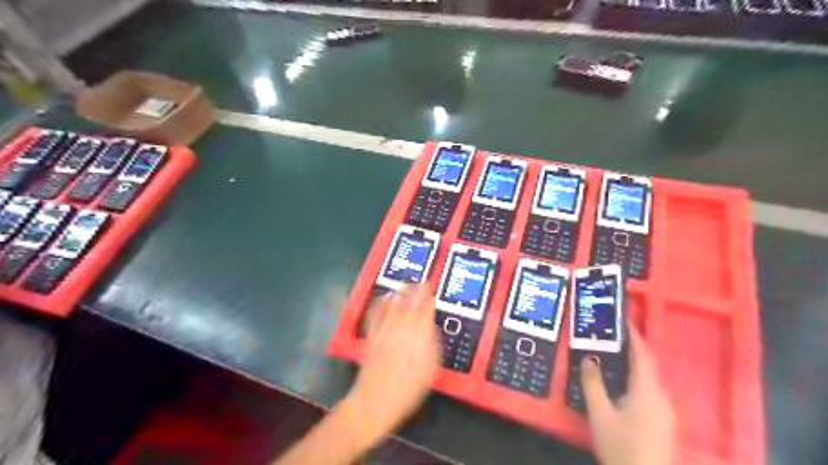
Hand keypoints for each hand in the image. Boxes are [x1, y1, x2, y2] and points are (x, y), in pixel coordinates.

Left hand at [345, 287, 442, 441]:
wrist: (377, 400)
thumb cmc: (409, 389)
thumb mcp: (431, 368)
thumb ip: (432, 343)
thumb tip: (431, 328)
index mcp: (419, 334)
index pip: (425, 307)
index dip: (429, 296)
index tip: (432, 289)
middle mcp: (401, 326)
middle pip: (408, 300)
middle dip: (415, 289)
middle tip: (421, 283)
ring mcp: (384, 329)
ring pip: (392, 303)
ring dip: (400, 291)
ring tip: (405, 285)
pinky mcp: (371, 334)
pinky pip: (376, 312)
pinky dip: (382, 302)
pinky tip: (385, 298)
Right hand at [578, 325, 674, 463]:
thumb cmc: (620, 446)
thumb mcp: (599, 414)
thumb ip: (593, 384)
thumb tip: (588, 358)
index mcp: (647, 391)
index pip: (643, 355)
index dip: (634, 336)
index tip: (623, 319)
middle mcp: (661, 397)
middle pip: (648, 366)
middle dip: (632, 349)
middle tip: (612, 337)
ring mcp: (666, 412)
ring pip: (650, 380)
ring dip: (634, 365)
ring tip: (614, 357)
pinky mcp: (664, 423)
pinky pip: (651, 391)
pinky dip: (637, 380)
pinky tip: (623, 386)